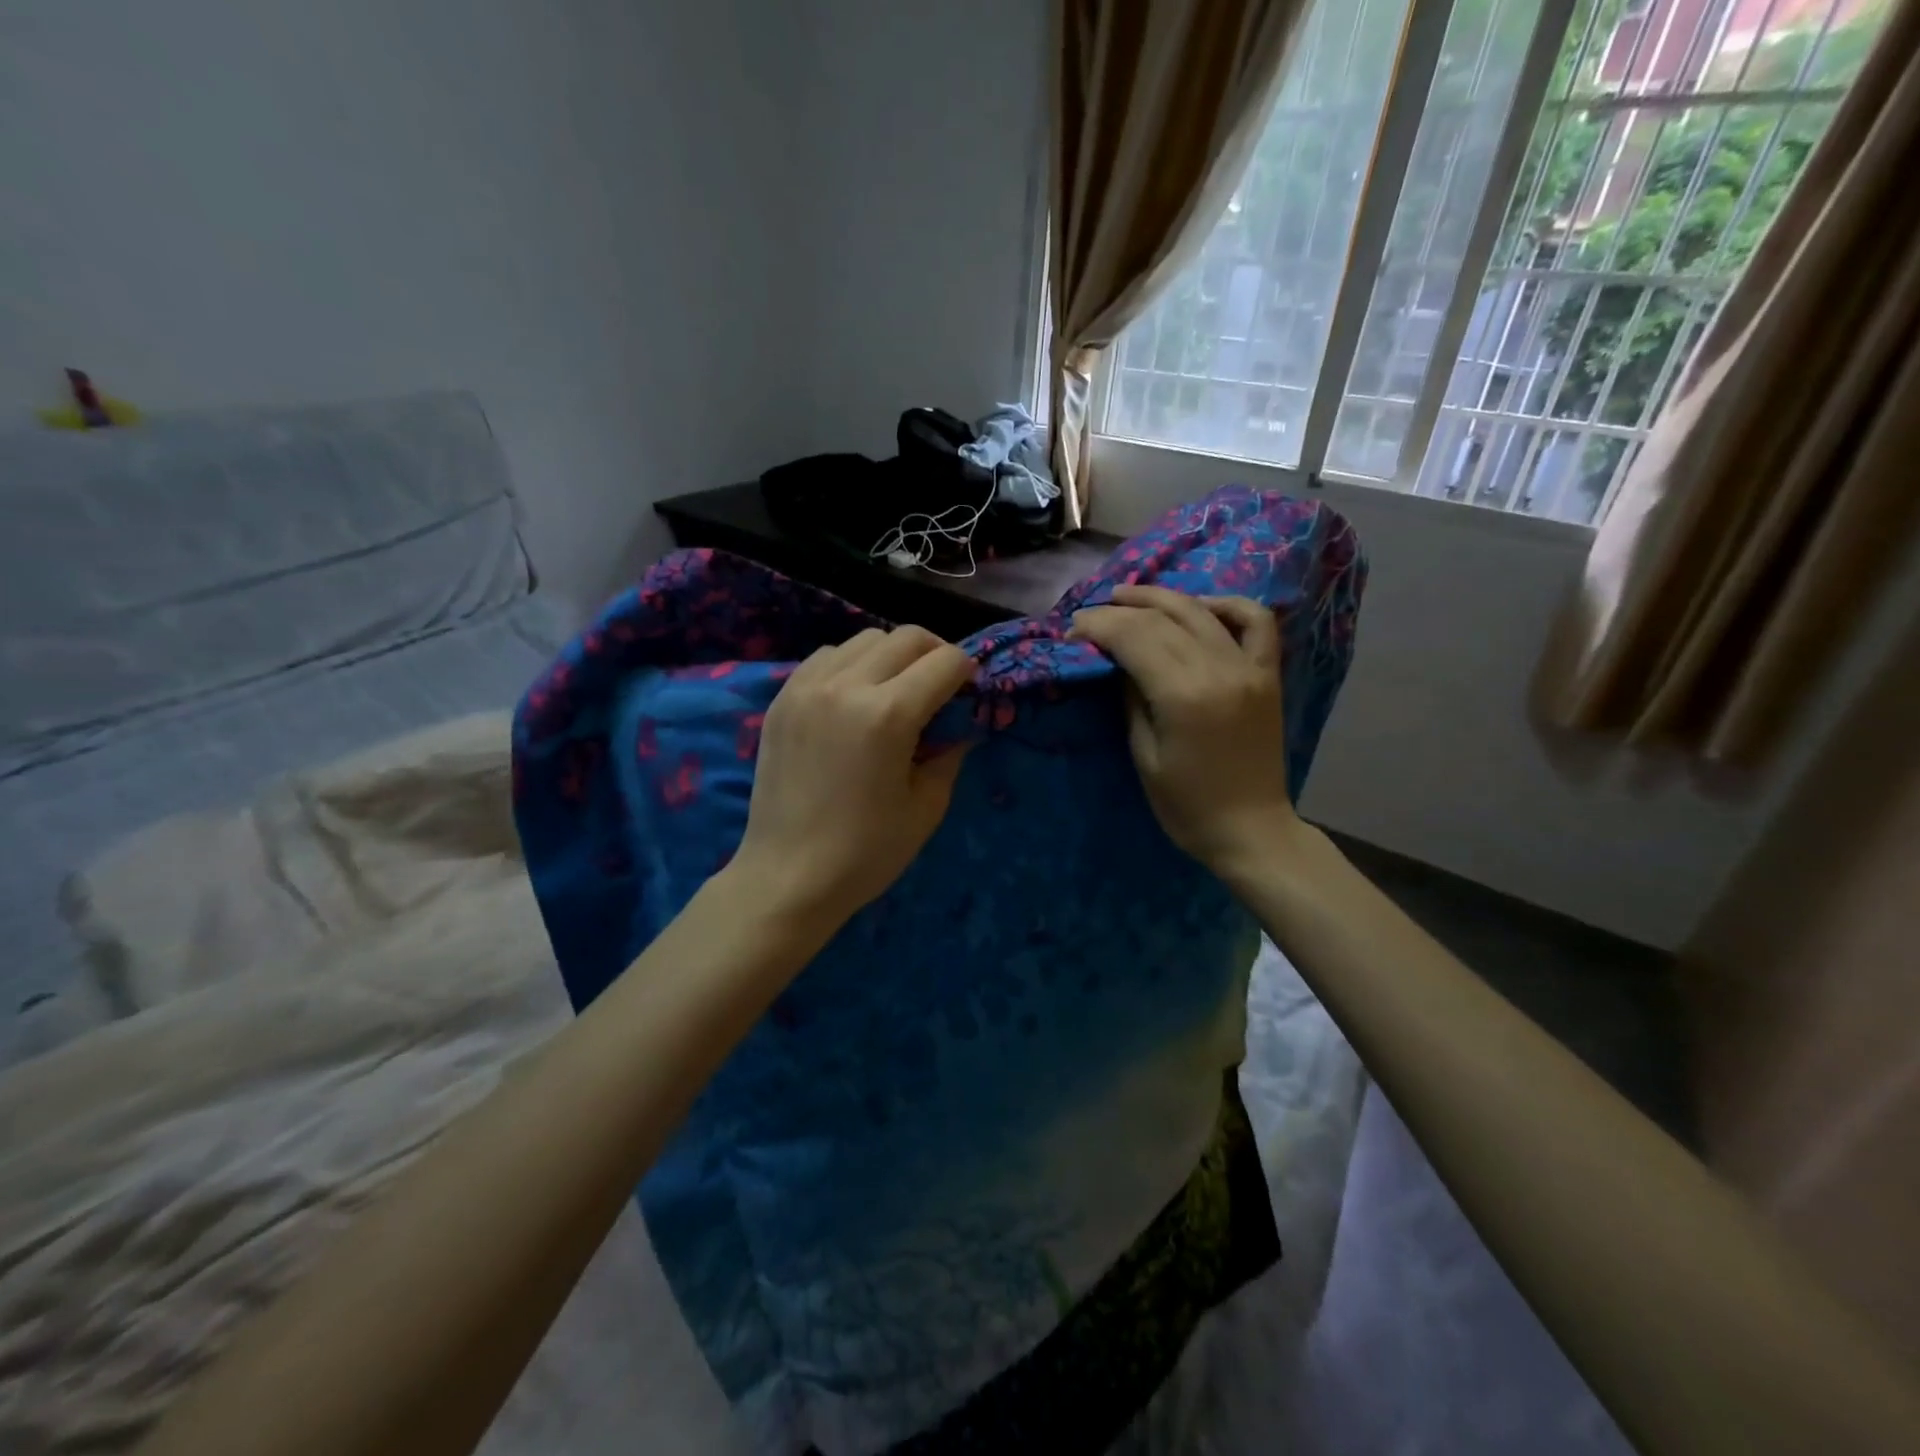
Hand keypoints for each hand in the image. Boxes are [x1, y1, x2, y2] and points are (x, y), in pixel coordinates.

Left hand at [732, 625, 975, 930]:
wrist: (788, 877)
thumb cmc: (866, 852)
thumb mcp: (926, 806)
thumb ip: (950, 753)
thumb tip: (961, 725)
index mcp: (888, 715)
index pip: (945, 661)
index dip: (967, 673)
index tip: (968, 694)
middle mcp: (846, 686)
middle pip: (907, 636)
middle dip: (935, 654)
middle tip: (940, 687)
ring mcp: (807, 687)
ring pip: (865, 639)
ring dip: (892, 655)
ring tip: (895, 690)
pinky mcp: (783, 698)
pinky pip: (826, 657)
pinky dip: (851, 664)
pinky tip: (854, 698)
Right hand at [1069, 585, 1299, 877]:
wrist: (1250, 829)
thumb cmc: (1186, 805)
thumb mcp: (1143, 755)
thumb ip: (1131, 698)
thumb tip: (1116, 660)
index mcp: (1184, 695)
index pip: (1134, 638)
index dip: (1098, 626)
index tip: (1072, 629)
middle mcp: (1219, 670)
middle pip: (1162, 620)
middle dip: (1119, 611)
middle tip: (1089, 615)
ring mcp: (1249, 668)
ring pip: (1201, 611)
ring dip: (1160, 597)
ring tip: (1128, 596)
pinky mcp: (1268, 674)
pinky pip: (1256, 622)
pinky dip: (1227, 605)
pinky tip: (1200, 606)